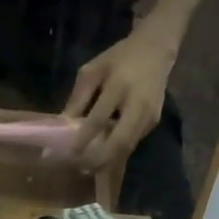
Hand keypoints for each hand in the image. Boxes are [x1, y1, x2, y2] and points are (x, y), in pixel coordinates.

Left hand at [61, 29, 174, 170]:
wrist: (156, 50)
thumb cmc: (118, 59)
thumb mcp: (92, 70)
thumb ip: (78, 98)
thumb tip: (62, 126)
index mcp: (120, 85)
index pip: (99, 118)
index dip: (83, 139)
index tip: (68, 154)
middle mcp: (138, 104)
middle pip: (120, 141)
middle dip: (99, 159)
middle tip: (80, 168)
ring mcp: (149, 116)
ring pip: (127, 148)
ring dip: (107, 160)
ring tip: (87, 167)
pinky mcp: (154, 123)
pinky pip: (132, 143)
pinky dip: (116, 152)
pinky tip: (101, 155)